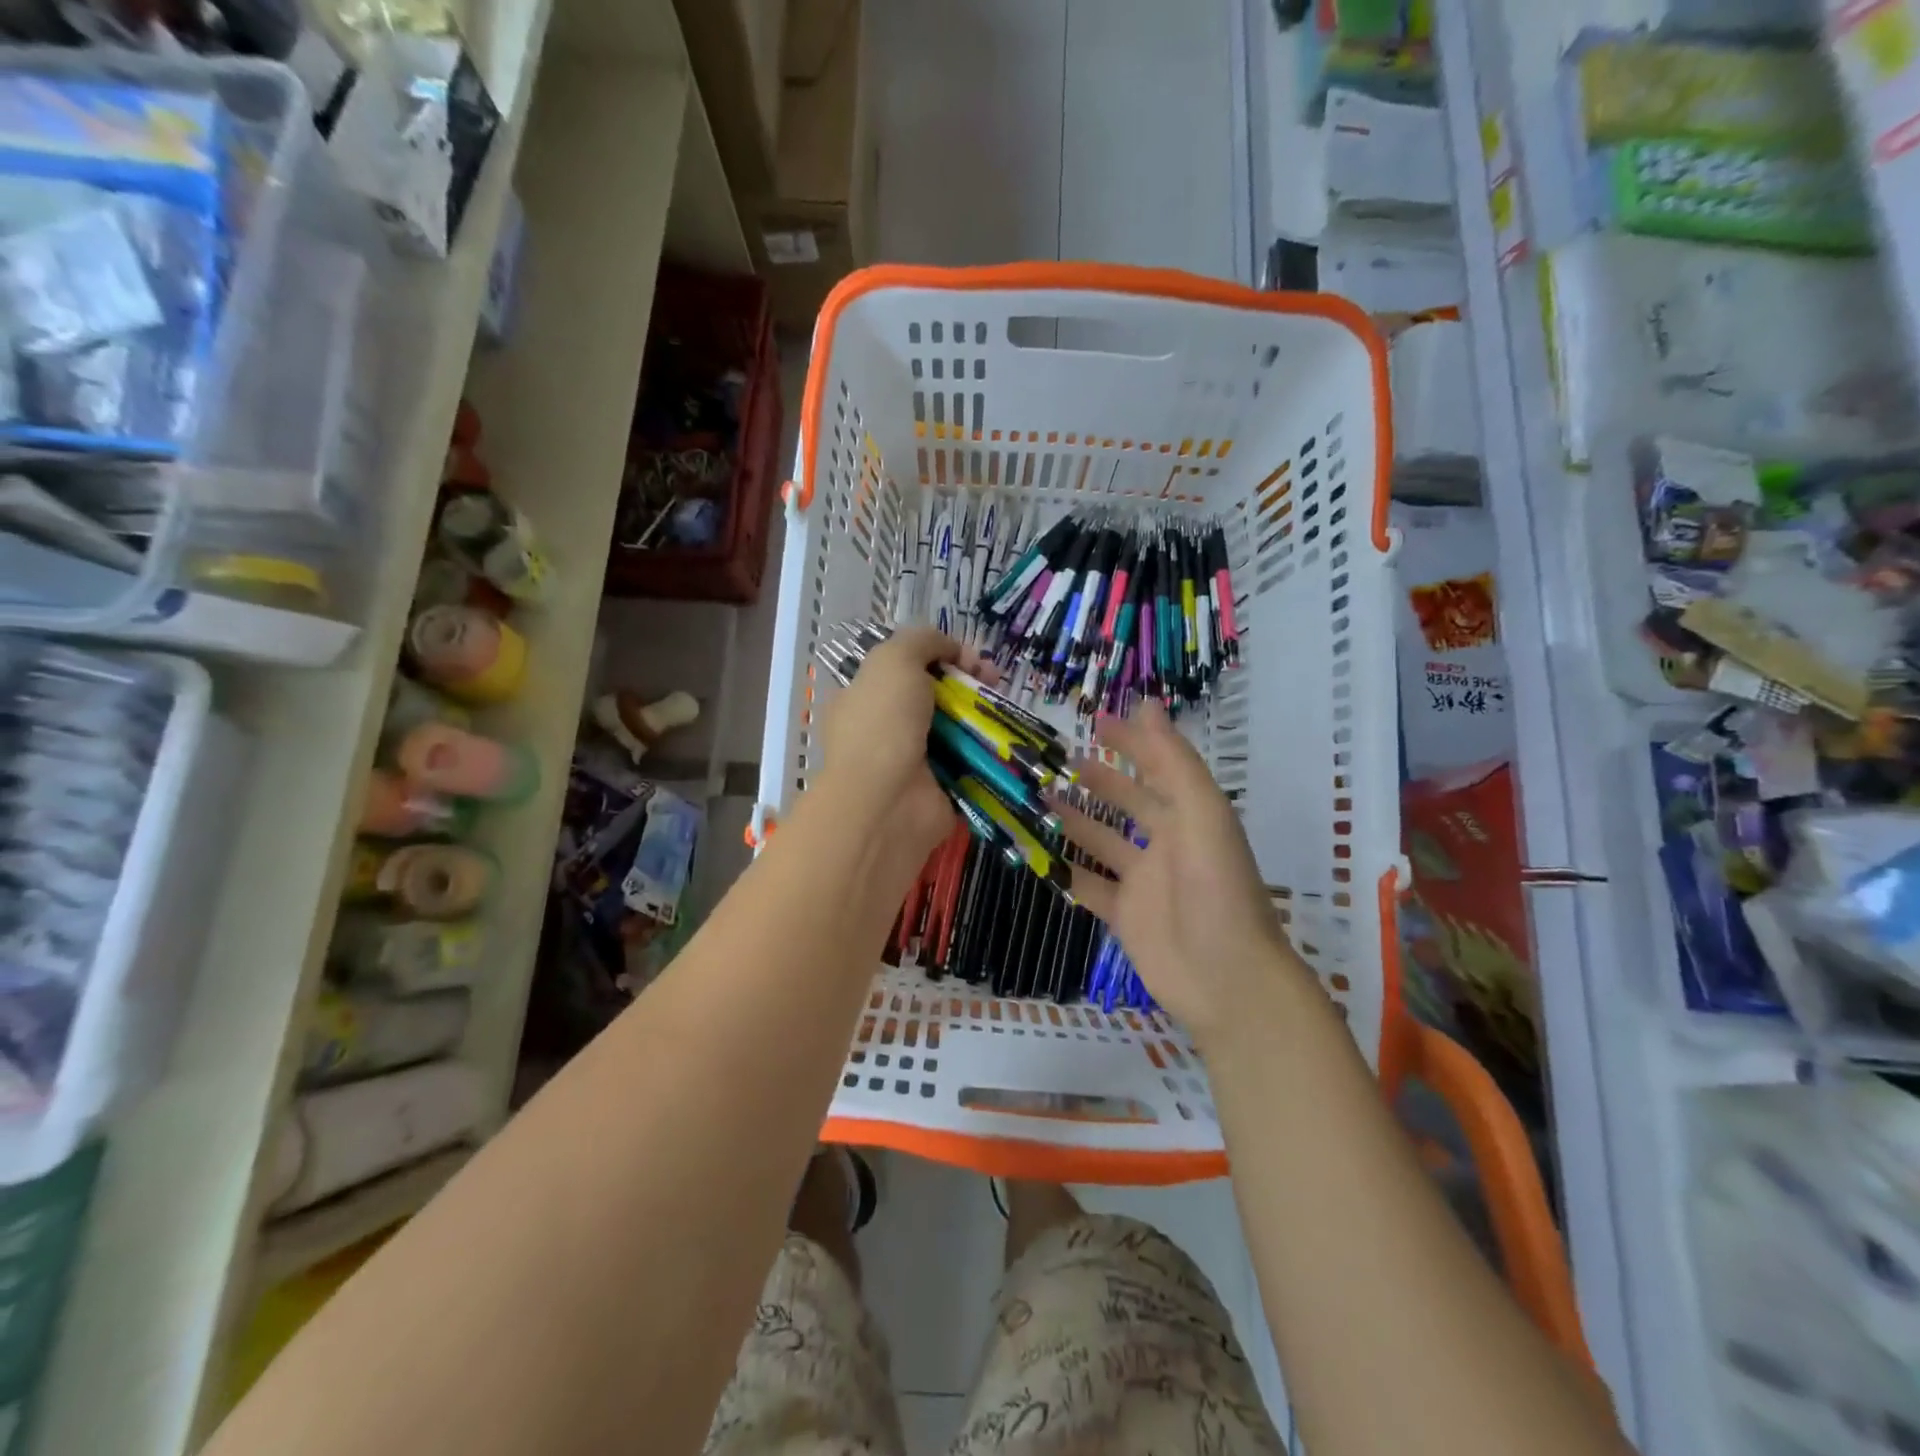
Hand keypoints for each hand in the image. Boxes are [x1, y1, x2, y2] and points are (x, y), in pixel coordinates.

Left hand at [816, 627, 995, 864]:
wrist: (888, 801)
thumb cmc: (883, 723)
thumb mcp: (894, 659)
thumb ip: (922, 641)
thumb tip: (951, 649)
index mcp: (862, 698)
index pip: (904, 669)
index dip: (939, 657)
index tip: (968, 658)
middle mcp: (884, 730)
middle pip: (934, 697)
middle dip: (967, 684)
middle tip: (994, 680)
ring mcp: (911, 762)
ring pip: (955, 729)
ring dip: (982, 716)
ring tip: (1005, 708)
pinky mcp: (939, 789)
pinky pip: (968, 763)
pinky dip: (987, 753)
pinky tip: (1006, 740)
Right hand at [1050, 703, 1306, 1043]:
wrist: (1226, 978)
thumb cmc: (1216, 888)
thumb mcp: (1201, 813)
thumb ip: (1172, 761)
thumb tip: (1146, 703)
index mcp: (1190, 815)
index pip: (1157, 767)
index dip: (1130, 742)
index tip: (1094, 721)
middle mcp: (1167, 843)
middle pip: (1126, 803)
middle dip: (1095, 781)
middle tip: (1053, 762)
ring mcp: (1144, 882)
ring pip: (1101, 842)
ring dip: (1072, 821)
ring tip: (1035, 799)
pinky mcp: (1125, 915)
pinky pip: (1088, 886)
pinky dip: (1064, 872)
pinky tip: (1036, 854)